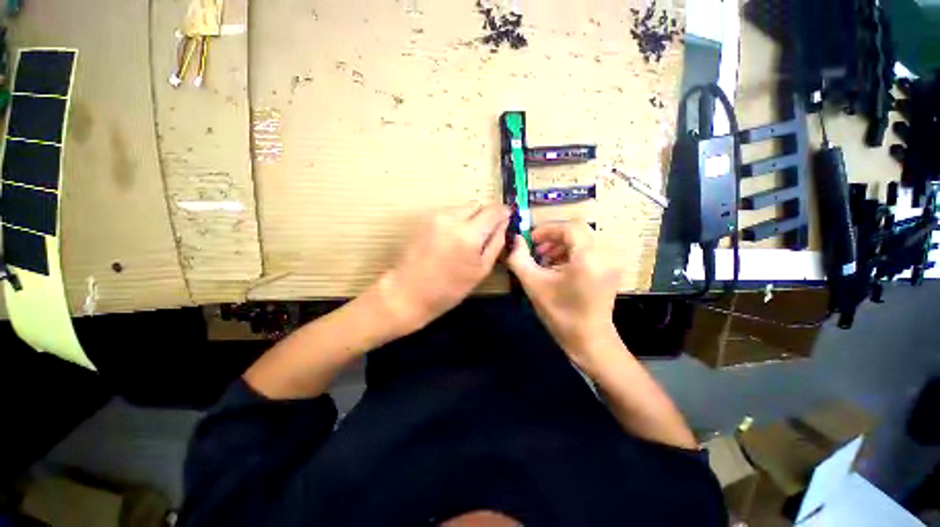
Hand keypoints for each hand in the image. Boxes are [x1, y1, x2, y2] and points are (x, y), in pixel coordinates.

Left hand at [377, 203, 508, 332]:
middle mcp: (452, 218)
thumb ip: (496, 242)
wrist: (409, 291)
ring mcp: (436, 216)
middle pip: (477, 204)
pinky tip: (450, 241)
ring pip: (462, 207)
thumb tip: (504, 223)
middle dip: (484, 216)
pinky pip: (449, 213)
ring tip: (464, 241)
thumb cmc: (449, 288)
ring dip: (469, 218)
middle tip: (483, 236)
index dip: (502, 213)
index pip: (493, 210)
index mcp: (469, 234)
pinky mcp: (425, 219)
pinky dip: (456, 221)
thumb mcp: (481, 270)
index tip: (505, 220)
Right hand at [506, 222, 622, 371]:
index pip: (570, 226)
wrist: (589, 341)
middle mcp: (605, 255)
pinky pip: (589, 252)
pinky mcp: (610, 271)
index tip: (532, 241)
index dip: (548, 229)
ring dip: (561, 247)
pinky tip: (559, 270)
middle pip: (577, 232)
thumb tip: (514, 240)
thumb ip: (519, 259)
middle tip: (537, 253)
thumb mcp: (534, 285)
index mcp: (588, 258)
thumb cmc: (560, 314)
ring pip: (582, 242)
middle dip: (553, 239)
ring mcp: (610, 263)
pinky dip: (571, 255)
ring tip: (546, 263)